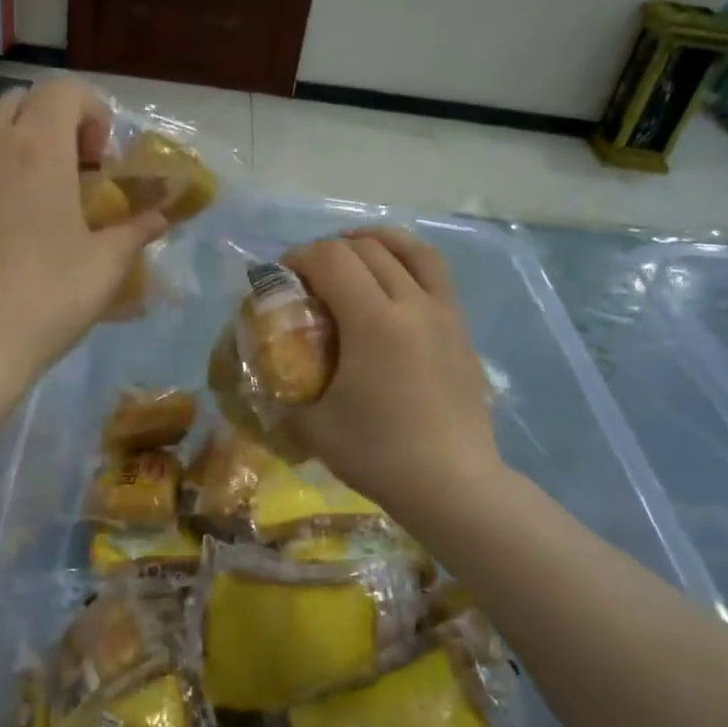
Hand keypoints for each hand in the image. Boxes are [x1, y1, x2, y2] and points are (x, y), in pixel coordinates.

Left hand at [0, 79, 166, 384]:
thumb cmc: (44, 301)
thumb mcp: (104, 268)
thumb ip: (136, 231)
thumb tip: (163, 215)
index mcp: (38, 149)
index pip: (63, 90)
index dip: (90, 111)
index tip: (100, 159)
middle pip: (20, 100)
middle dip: (53, 121)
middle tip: (70, 170)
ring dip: (4, 128)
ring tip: (19, 172)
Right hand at [283, 228, 501, 517]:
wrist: (453, 484)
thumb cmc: (379, 455)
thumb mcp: (313, 427)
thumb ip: (284, 393)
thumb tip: (265, 377)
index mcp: (374, 322)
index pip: (331, 259)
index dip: (299, 257)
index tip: (281, 277)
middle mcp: (413, 304)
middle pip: (367, 249)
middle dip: (329, 250)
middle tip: (308, 276)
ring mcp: (445, 313)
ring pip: (412, 250)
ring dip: (376, 242)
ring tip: (354, 252)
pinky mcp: (462, 329)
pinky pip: (436, 275)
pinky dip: (408, 261)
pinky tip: (394, 282)